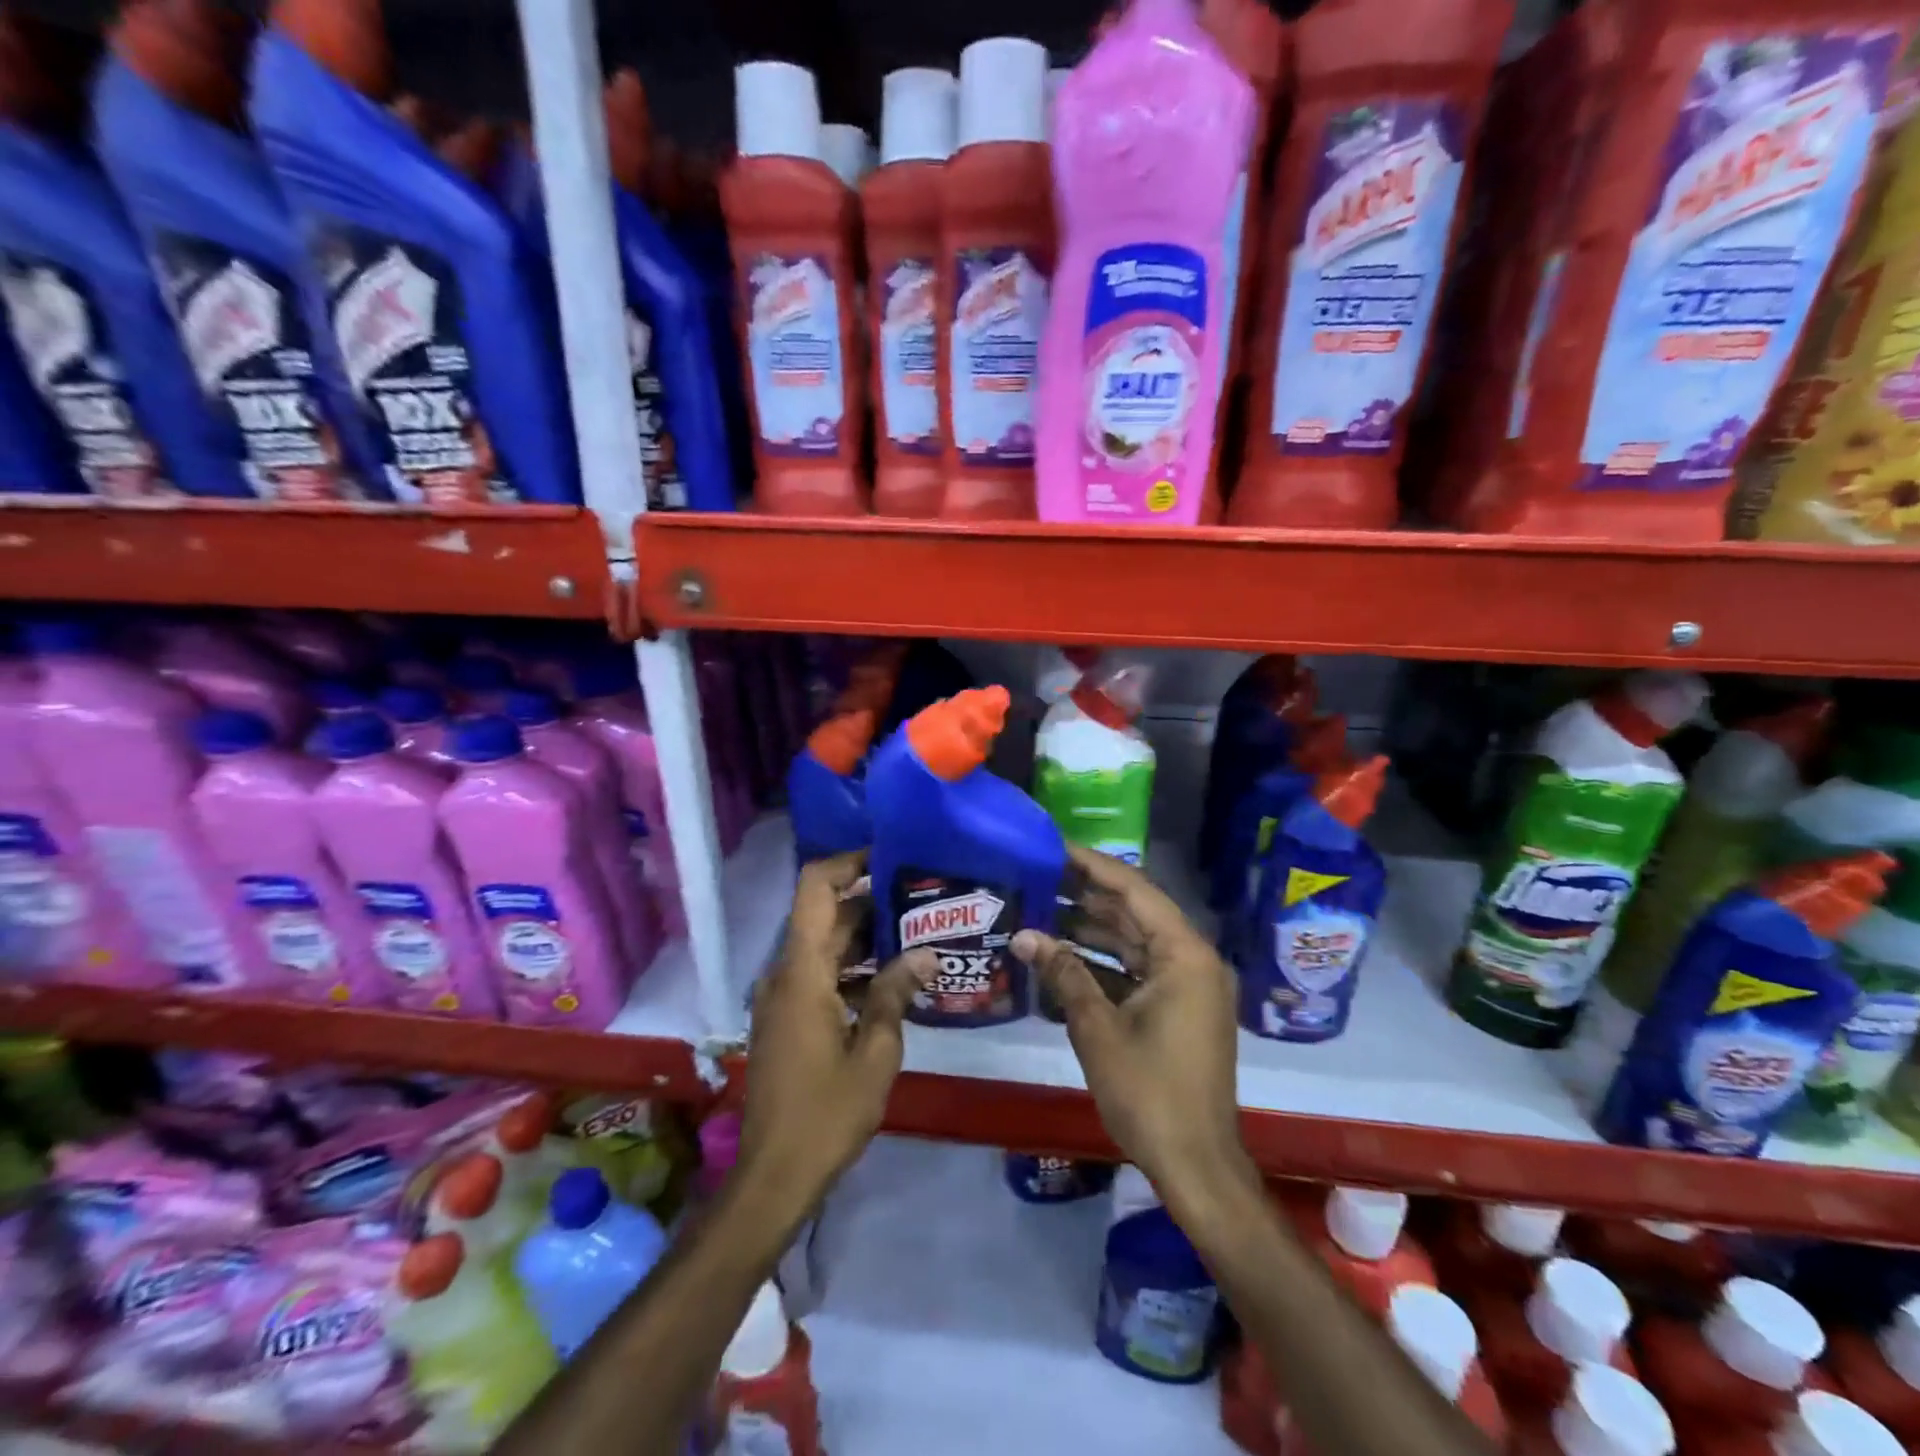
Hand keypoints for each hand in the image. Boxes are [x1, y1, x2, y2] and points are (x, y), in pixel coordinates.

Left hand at [739, 851, 935, 1210]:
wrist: (774, 1175)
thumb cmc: (826, 1113)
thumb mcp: (875, 1052)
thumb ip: (895, 994)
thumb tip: (924, 953)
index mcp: (802, 972)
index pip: (815, 888)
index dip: (848, 862)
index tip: (890, 857)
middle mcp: (785, 974)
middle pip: (825, 916)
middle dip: (871, 902)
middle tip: (923, 899)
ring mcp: (783, 997)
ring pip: (825, 947)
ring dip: (865, 938)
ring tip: (918, 934)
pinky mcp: (787, 1019)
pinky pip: (820, 975)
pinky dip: (852, 969)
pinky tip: (893, 981)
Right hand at [1013, 846, 1255, 1213]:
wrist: (1195, 1164)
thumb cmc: (1149, 1092)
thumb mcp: (1097, 1028)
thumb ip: (1063, 973)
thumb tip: (1023, 935)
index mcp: (1184, 954)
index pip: (1134, 890)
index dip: (1092, 866)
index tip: (1054, 847)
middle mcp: (1192, 960)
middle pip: (1135, 911)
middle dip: (1087, 895)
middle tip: (1039, 874)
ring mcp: (1188, 985)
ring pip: (1135, 940)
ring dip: (1092, 928)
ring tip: (1043, 908)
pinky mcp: (1180, 1008)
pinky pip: (1139, 969)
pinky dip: (1105, 961)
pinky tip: (1064, 955)